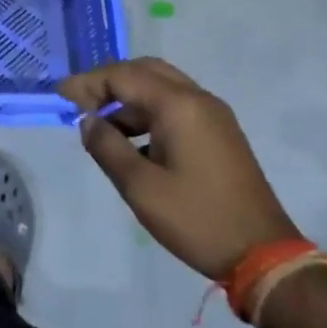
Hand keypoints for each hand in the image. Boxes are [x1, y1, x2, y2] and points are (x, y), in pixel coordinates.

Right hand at [61, 59, 300, 278]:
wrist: (265, 256)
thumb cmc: (198, 219)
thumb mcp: (141, 188)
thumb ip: (107, 147)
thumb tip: (87, 122)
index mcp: (179, 105)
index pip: (123, 75)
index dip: (88, 83)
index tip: (61, 96)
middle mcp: (198, 99)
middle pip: (144, 70)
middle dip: (109, 82)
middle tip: (82, 103)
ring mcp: (214, 115)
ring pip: (162, 87)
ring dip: (129, 99)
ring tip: (103, 128)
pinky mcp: (221, 133)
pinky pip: (177, 106)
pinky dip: (149, 113)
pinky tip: (134, 143)